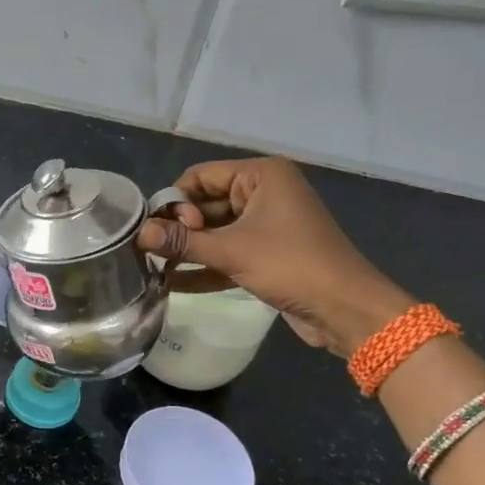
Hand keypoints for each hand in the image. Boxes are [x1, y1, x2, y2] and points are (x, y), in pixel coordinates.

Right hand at [138, 157, 413, 355]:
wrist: (345, 309)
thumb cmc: (291, 265)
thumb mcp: (231, 251)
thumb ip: (183, 242)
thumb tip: (139, 235)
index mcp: (261, 175)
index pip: (201, 176)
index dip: (175, 201)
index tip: (157, 230)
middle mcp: (264, 192)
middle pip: (206, 203)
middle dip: (179, 228)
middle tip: (150, 252)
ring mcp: (266, 224)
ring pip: (215, 230)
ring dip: (188, 249)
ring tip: (152, 267)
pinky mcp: (267, 253)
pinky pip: (228, 252)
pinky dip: (205, 266)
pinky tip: (172, 283)